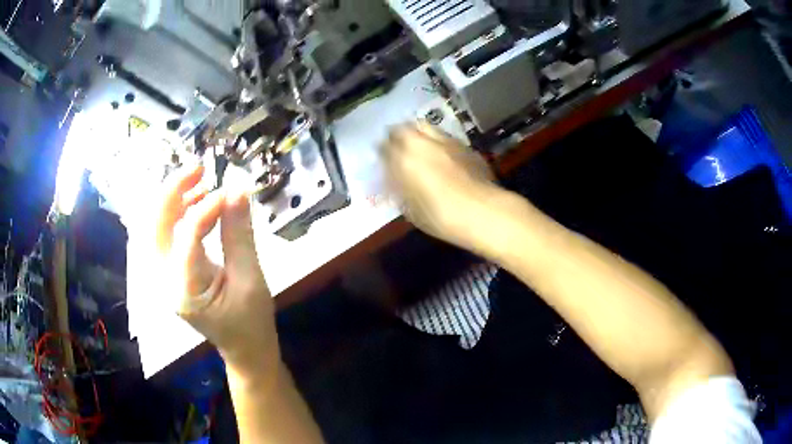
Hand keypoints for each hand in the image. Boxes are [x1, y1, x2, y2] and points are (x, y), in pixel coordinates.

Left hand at [144, 162, 277, 375]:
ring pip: (154, 225)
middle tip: (199, 168)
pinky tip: (197, 202)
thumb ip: (240, 234)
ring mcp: (163, 276)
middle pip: (154, 226)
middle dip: (172, 191)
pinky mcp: (169, 271)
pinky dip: (177, 212)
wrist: (244, 349)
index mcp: (186, 290)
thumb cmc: (251, 321)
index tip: (230, 191)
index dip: (206, 207)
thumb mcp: (252, 279)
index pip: (186, 236)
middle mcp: (164, 281)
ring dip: (172, 199)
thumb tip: (237, 189)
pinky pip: (164, 233)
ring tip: (200, 182)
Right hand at [382, 123, 501, 253]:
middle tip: (397, 145)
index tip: (382, 157)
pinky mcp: (464, 146)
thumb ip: (398, 189)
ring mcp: (445, 141)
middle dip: (398, 135)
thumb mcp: (410, 209)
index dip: (382, 151)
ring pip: (425, 127)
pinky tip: (443, 155)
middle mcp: (422, 143)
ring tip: (419, 145)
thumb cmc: (441, 217)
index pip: (384, 146)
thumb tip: (392, 179)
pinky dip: (438, 142)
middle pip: (403, 128)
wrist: (483, 212)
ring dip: (418, 133)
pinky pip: (445, 137)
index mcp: (404, 159)